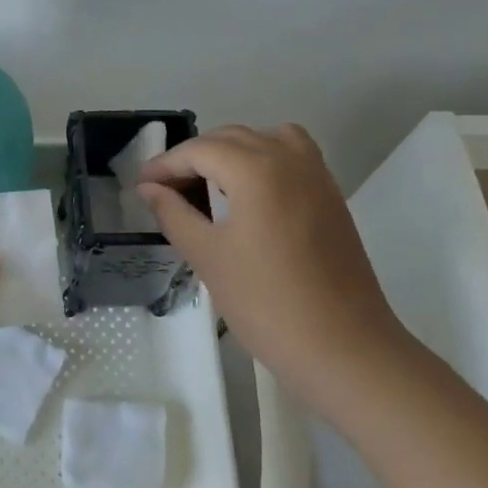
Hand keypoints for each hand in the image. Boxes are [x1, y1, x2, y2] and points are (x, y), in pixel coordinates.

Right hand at [138, 124, 405, 398]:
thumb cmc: (267, 303)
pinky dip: (265, 159)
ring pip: (265, 139)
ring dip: (231, 151)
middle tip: (166, 188)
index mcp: (256, 170)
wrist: (345, 350)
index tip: (142, 185)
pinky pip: (293, 155)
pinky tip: (250, 194)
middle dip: (194, 156)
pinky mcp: (332, 197)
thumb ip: (173, 214)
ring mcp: (317, 176)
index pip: (199, 150)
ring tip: (209, 183)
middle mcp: (289, 160)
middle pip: (231, 138)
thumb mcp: (208, 257)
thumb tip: (150, 188)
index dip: (165, 164)